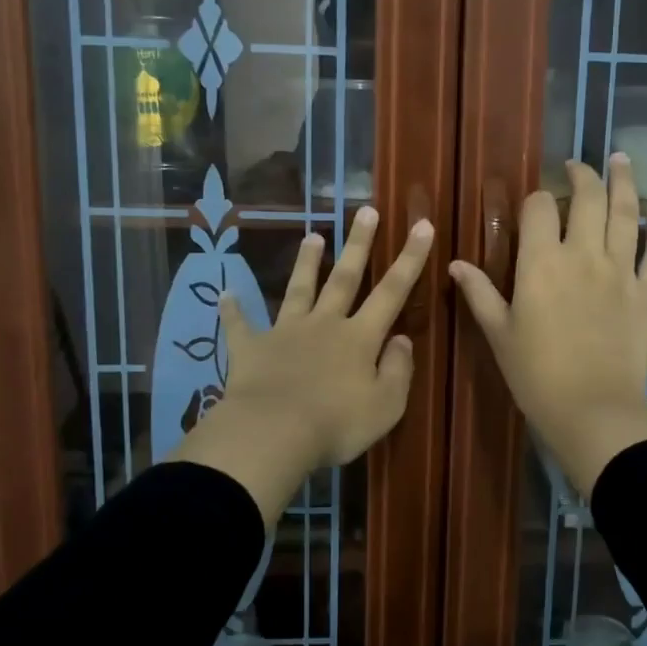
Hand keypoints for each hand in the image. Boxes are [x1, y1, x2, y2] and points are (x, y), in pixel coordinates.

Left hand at [172, 207, 433, 523]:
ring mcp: (285, 333)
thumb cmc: (337, 424)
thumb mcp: (386, 405)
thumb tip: (401, 338)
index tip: (422, 224)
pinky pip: (240, 326)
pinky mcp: (251, 349)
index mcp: (360, 338)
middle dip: (358, 244)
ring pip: (299, 290)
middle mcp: (325, 324)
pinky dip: (233, 310)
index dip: (411, 258)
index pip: (393, 291)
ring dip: (306, 263)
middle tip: (366, 211)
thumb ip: (398, 369)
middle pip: (345, 277)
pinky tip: (225, 294)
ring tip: (312, 236)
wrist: (273, 434)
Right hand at [450, 154, 646, 498]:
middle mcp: (584, 255)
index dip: (536, 199)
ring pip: (626, 213)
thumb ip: (479, 293)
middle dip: (582, 175)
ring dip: (624, 182)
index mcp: (541, 263)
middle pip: (587, 198)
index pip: (539, 209)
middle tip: (578, 166)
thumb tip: (455, 263)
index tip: (535, 205)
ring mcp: (621, 270)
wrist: (592, 410)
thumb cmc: (536, 374)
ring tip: (621, 159)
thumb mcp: (498, 333)